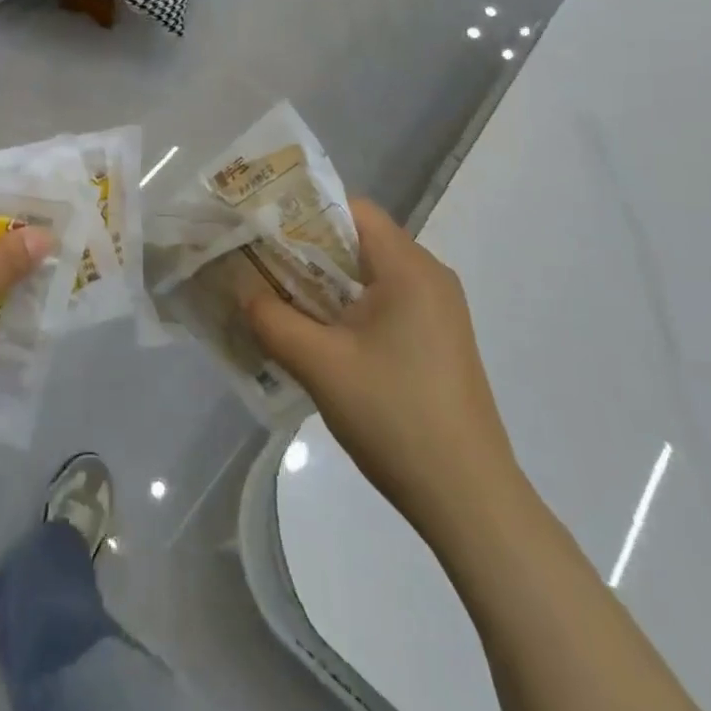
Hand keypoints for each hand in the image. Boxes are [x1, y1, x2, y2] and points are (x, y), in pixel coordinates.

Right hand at [243, 198, 517, 524]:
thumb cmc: (394, 418)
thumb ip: (272, 318)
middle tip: (260, 266)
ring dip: (326, 282)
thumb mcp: (320, 365)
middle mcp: (430, 276)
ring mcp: (440, 310)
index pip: (351, 209)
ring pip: (370, 274)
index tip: (262, 231)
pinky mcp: (439, 340)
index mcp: (409, 268)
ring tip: (280, 301)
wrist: (470, 501)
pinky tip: (321, 337)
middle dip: (307, 250)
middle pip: (359, 239)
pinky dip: (350, 306)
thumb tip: (241, 289)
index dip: (303, 212)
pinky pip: (386, 302)